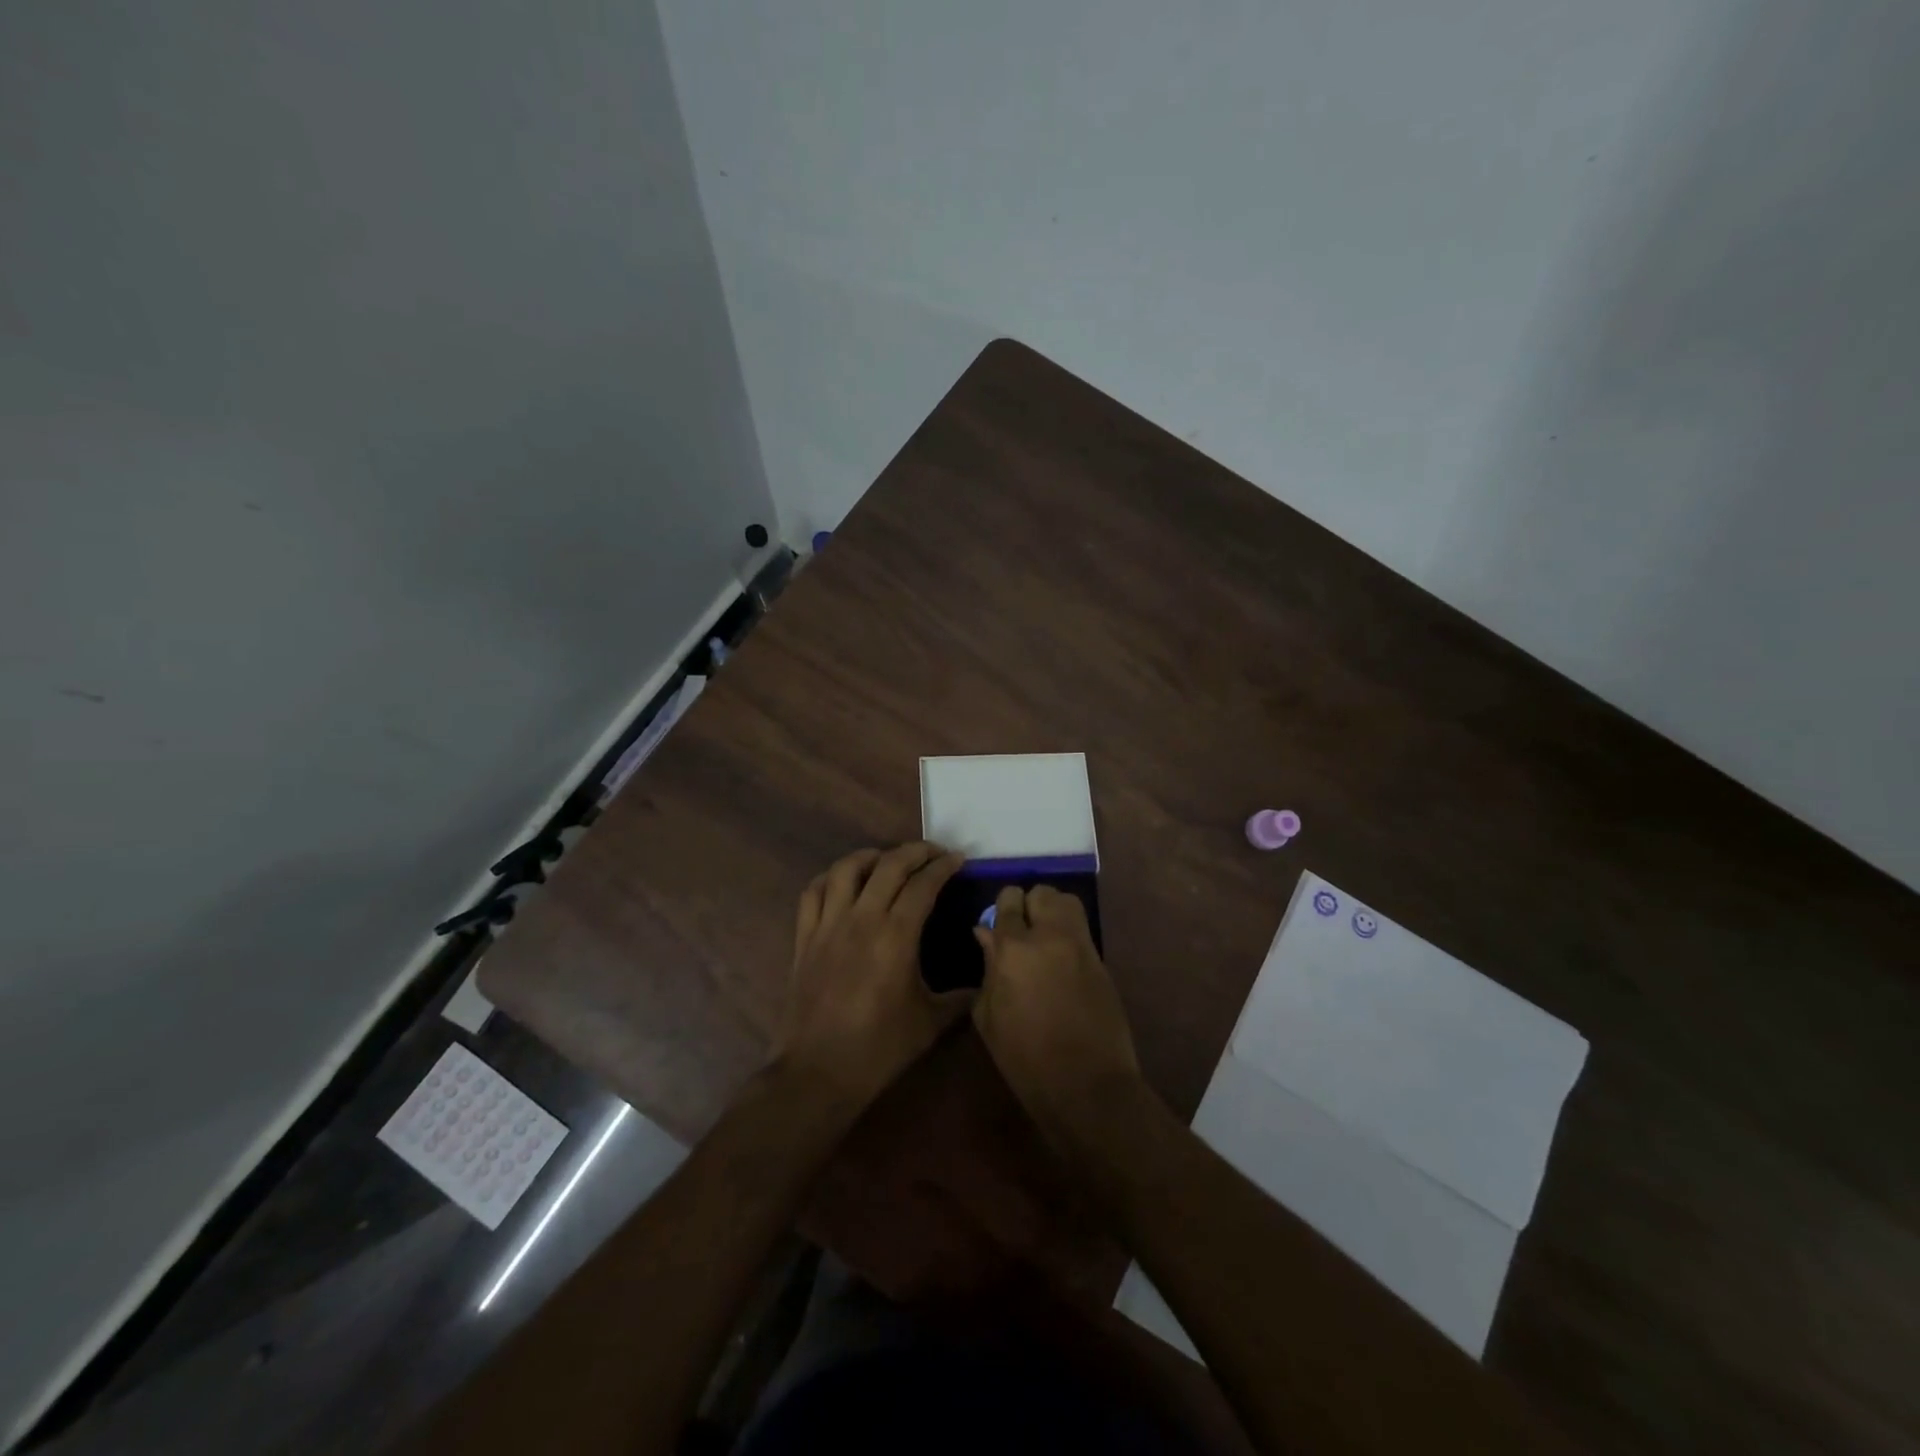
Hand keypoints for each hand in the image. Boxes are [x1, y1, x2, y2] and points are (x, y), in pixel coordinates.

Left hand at [773, 842, 969, 1110]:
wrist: (818, 1072)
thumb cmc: (879, 1048)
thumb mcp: (931, 1022)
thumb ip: (962, 997)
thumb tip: (986, 981)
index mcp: (896, 936)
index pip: (923, 884)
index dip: (943, 866)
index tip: (957, 860)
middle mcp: (861, 919)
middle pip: (889, 865)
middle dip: (915, 851)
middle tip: (933, 853)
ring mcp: (828, 925)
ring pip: (847, 869)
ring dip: (871, 856)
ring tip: (888, 860)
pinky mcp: (805, 937)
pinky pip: (814, 892)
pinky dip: (831, 877)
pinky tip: (844, 881)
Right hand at [971, 884, 1141, 1145]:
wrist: (1086, 1085)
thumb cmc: (1025, 1059)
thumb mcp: (990, 1017)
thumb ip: (987, 968)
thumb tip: (986, 934)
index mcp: (1014, 949)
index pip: (1008, 902)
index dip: (1002, 908)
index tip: (998, 922)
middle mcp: (1050, 936)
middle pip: (1042, 893)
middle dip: (1029, 904)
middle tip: (1022, 928)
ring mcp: (1081, 946)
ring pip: (1067, 902)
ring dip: (1053, 910)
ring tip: (1044, 935)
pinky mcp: (1101, 960)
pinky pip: (1082, 929)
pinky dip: (1069, 931)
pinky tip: (1060, 957)